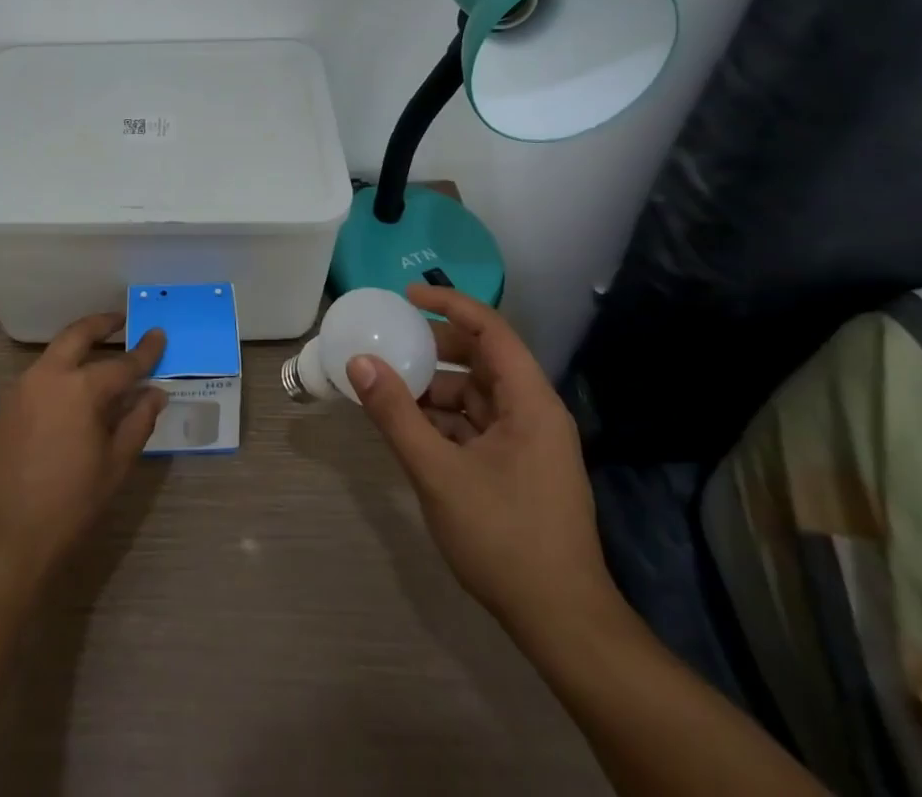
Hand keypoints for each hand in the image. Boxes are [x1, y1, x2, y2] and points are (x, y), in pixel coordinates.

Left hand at [0, 311, 166, 585]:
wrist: (1, 535)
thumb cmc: (68, 504)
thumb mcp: (114, 466)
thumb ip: (137, 422)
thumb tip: (154, 393)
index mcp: (82, 389)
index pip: (123, 363)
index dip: (145, 351)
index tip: (159, 335)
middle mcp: (50, 376)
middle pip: (78, 335)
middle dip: (101, 324)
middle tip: (120, 320)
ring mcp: (22, 387)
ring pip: (55, 352)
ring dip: (78, 345)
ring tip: (99, 354)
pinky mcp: (6, 404)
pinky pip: (40, 374)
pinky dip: (60, 369)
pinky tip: (72, 388)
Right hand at [346, 284, 618, 640]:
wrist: (562, 624)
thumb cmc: (504, 538)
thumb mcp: (438, 472)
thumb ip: (396, 414)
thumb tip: (359, 362)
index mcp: (529, 402)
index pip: (491, 330)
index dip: (449, 304)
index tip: (406, 296)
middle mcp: (534, 413)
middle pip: (482, 360)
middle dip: (435, 348)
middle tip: (391, 343)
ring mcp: (529, 444)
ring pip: (476, 396)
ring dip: (435, 389)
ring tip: (390, 390)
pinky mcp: (519, 470)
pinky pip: (476, 426)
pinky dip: (443, 420)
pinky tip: (410, 430)